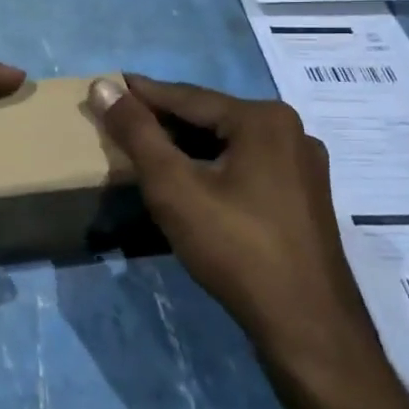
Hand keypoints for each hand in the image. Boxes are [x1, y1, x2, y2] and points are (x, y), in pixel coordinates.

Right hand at [87, 75, 389, 383]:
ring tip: (150, 151)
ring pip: (231, 145)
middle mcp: (291, 131)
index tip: (108, 85)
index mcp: (263, 118)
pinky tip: (194, 183)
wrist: (305, 323)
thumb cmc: (234, 246)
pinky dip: (215, 168)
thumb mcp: (173, 186)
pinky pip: (249, 168)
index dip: (142, 94)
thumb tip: (102, 85)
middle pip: (212, 118)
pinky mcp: (305, 198)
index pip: (187, 97)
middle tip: (123, 122)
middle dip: (166, 121)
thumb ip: (137, 133)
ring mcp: (304, 167)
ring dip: (189, 147)